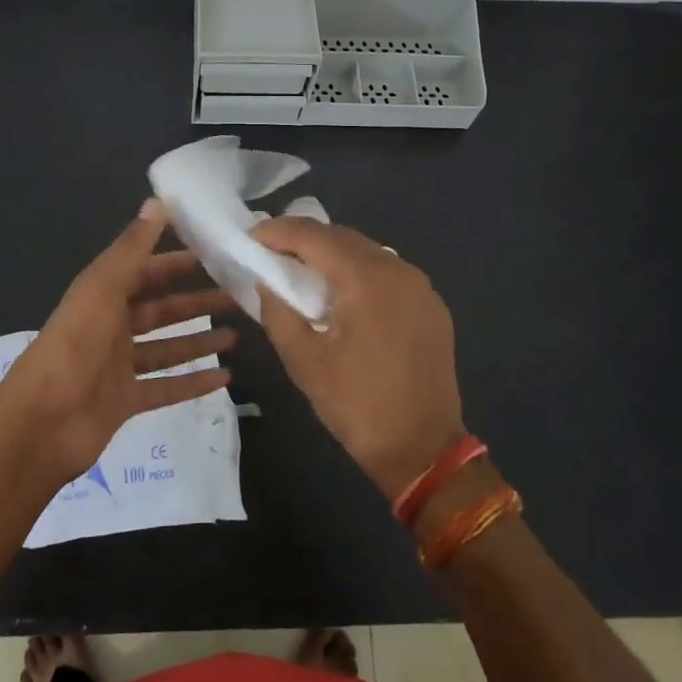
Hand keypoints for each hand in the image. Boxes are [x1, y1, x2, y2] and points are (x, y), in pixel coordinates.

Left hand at [0, 200, 238, 487]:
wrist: (41, 423)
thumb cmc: (74, 346)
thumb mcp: (103, 288)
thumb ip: (132, 248)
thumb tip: (158, 201)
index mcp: (102, 295)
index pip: (144, 270)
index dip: (176, 261)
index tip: (214, 252)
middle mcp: (110, 327)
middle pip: (159, 309)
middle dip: (195, 301)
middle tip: (237, 295)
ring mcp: (117, 366)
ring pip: (166, 348)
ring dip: (198, 340)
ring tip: (237, 334)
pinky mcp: (125, 401)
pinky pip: (165, 387)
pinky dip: (193, 382)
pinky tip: (225, 377)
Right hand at [252, 218, 464, 499]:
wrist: (424, 450)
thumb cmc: (357, 406)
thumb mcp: (304, 361)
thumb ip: (278, 312)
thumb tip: (268, 282)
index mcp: (367, 280)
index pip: (315, 237)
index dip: (279, 231)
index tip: (251, 235)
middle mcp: (398, 270)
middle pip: (343, 237)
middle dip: (304, 238)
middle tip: (270, 249)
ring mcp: (420, 286)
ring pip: (367, 251)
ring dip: (332, 253)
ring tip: (301, 268)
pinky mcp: (430, 305)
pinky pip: (387, 272)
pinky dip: (357, 271)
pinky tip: (340, 291)